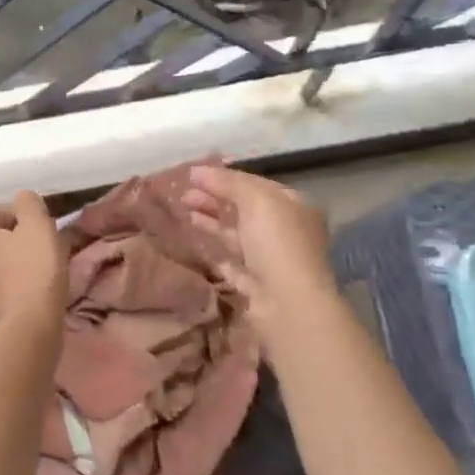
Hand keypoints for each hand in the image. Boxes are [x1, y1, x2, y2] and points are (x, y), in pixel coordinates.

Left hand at [0, 190, 66, 337]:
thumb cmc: (35, 273)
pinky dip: (4, 298)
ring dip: (4, 273)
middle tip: (37, 254)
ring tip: (33, 282)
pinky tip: (25, 306)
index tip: (35, 227)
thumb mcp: (39, 228)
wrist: (24, 334)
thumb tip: (21, 198)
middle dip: (7, 246)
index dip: (11, 216)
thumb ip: (29, 206)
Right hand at [183, 165, 333, 336]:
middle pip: (243, 208)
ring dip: (209, 219)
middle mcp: (283, 230)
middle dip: (213, 198)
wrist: (287, 303)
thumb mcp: (256, 201)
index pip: (255, 184)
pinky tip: (192, 237)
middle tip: (182, 193)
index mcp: (292, 206)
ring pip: (234, 233)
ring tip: (182, 209)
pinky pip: (229, 259)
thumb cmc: (277, 243)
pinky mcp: (253, 281)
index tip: (194, 174)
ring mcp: (268, 257)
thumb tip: (196, 170)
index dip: (225, 177)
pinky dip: (212, 247)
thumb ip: (228, 183)